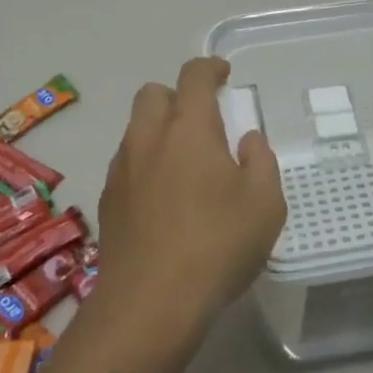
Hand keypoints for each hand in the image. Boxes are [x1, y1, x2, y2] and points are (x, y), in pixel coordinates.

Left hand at [94, 57, 287, 337]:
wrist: (149, 304)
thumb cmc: (217, 246)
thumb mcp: (265, 204)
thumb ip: (261, 161)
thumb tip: (247, 140)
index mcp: (189, 128)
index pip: (194, 76)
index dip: (210, 68)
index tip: (224, 75)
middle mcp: (149, 138)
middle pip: (153, 93)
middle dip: (177, 96)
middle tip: (202, 121)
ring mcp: (122, 168)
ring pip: (136, 128)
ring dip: (159, 130)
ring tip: (184, 164)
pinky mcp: (107, 200)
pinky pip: (127, 162)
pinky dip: (145, 163)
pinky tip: (163, 198)